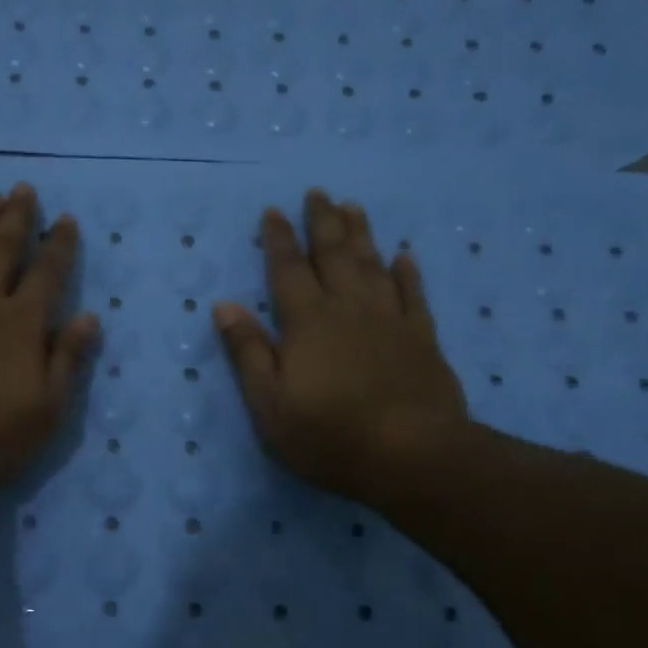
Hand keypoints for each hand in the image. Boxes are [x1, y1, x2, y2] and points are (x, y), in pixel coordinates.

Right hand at [213, 189, 469, 504]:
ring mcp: (390, 320)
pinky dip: (408, 273)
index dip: (279, 239)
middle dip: (322, 222)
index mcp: (307, 321)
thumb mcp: (269, 402)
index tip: (274, 210)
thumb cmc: (328, 434)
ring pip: (373, 264)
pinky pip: (414, 294)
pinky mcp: (422, 338)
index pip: (287, 270)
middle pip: (333, 255)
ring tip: (354, 207)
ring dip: (361, 234)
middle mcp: (348, 308)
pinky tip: (405, 256)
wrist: (412, 455)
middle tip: (318, 192)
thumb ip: (248, 351)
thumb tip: (224, 304)